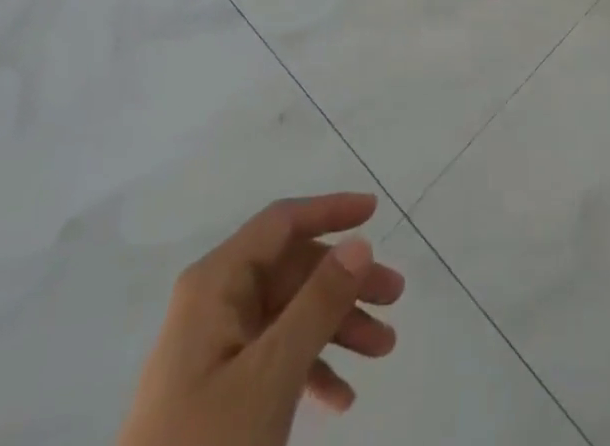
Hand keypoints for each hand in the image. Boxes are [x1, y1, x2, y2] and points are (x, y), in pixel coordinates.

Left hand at [116, 193, 404, 445]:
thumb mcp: (272, 373)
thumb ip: (318, 302)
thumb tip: (359, 242)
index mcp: (216, 283)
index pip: (281, 224)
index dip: (329, 211)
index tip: (375, 212)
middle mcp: (214, 303)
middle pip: (292, 270)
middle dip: (345, 282)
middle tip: (395, 298)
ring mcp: (215, 348)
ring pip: (289, 314)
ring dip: (337, 327)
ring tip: (384, 349)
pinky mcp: (218, 391)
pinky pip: (275, 357)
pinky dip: (311, 368)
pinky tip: (342, 399)